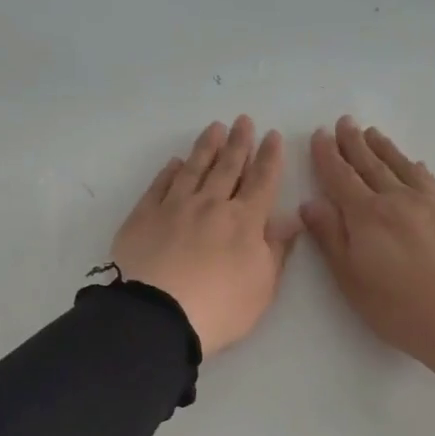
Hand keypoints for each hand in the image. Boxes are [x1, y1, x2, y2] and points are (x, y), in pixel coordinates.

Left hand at [112, 117, 302, 353]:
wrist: (157, 315)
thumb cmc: (219, 308)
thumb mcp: (262, 287)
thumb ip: (276, 250)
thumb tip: (290, 219)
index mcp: (244, 221)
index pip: (262, 182)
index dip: (269, 158)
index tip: (273, 136)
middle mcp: (210, 205)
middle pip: (227, 168)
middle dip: (238, 143)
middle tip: (243, 121)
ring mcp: (174, 207)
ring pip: (193, 169)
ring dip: (206, 148)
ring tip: (214, 128)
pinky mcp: (143, 216)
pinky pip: (159, 186)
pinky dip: (169, 172)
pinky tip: (175, 162)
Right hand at [301, 118, 434, 378]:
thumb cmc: (401, 309)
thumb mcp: (352, 281)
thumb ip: (331, 238)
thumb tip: (311, 203)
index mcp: (366, 216)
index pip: (341, 178)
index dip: (328, 156)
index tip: (320, 135)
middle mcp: (397, 200)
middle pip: (371, 165)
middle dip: (354, 143)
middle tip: (345, 122)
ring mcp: (432, 204)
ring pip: (402, 167)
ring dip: (384, 149)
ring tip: (373, 133)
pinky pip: (430, 181)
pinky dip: (416, 168)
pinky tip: (415, 165)